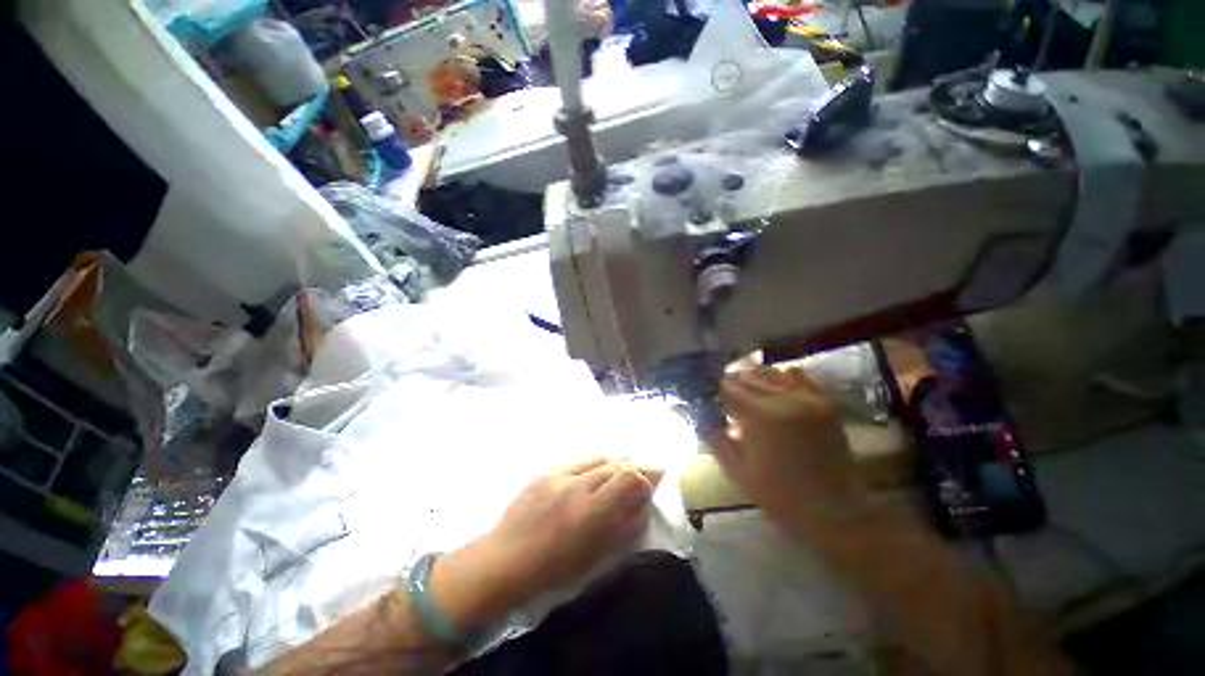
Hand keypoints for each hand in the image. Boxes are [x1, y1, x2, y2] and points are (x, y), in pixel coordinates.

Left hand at [431, 458, 659, 630]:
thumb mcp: (595, 558)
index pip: (629, 477)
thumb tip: (642, 507)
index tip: (655, 481)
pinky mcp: (546, 471)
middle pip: (616, 464)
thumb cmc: (552, 571)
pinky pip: (579, 460)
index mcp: (591, 512)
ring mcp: (559, 474)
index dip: (646, 476)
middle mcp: (577, 485)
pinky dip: (594, 464)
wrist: (504, 561)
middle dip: (634, 467)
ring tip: (621, 471)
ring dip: (615, 463)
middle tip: (643, 474)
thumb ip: (622, 529)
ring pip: (599, 458)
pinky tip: (595, 472)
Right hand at [716, 367, 864, 527]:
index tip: (712, 398)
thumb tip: (703, 418)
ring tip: (747, 389)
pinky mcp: (826, 403)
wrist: (833, 511)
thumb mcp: (738, 472)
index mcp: (762, 415)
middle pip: (751, 377)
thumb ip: (716, 441)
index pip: (730, 388)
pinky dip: (783, 378)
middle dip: (734, 383)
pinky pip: (800, 377)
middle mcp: (786, 399)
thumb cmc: (780, 495)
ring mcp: (809, 398)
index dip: (718, 391)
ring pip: (773, 373)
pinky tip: (775, 388)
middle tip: (726, 394)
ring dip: (756, 378)